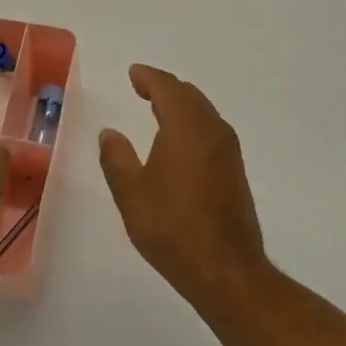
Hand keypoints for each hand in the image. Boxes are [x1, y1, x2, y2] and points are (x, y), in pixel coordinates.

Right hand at [99, 65, 268, 315]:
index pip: (167, 87)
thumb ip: (117, 158)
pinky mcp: (235, 170)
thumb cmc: (174, 229)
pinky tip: (180, 140)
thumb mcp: (132, 195)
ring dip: (181, 104)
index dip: (148, 77)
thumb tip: (110, 133)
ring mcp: (228, 150)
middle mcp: (211, 130)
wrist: (228, 272)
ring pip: (203, 111)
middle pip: (188, 94)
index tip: (133, 73)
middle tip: (142, 87)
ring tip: (158, 108)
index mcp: (185, 126)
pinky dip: (192, 121)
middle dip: (165, 87)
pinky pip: (211, 129)